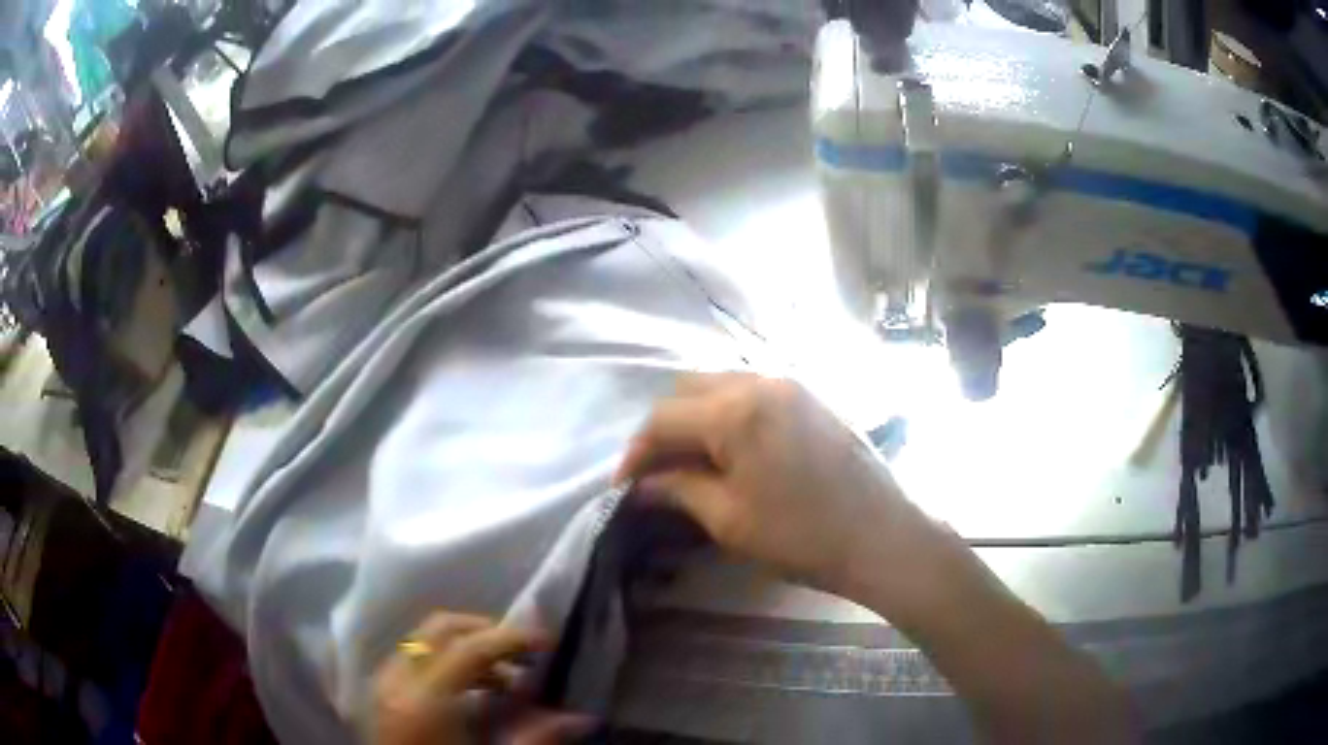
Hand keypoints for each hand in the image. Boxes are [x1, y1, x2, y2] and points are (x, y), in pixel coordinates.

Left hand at [372, 612, 591, 744]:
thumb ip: (535, 737)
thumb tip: (582, 719)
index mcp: (425, 700)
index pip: (470, 647)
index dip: (512, 638)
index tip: (548, 642)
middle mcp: (397, 680)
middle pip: (440, 628)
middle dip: (485, 631)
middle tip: (524, 651)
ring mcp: (383, 685)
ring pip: (424, 640)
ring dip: (466, 647)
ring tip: (507, 675)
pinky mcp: (382, 696)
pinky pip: (413, 660)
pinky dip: (445, 661)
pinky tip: (474, 691)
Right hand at [615, 372, 950, 612]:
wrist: (880, 535)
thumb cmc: (800, 535)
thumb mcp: (728, 518)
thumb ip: (678, 489)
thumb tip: (642, 484)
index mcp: (734, 411)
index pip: (663, 419)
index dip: (636, 452)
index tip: (623, 485)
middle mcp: (759, 382)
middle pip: (687, 390)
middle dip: (664, 429)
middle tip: (656, 471)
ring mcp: (789, 384)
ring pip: (719, 386)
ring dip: (695, 418)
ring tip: (688, 460)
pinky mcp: (809, 397)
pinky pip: (751, 392)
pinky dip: (726, 413)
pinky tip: (727, 448)